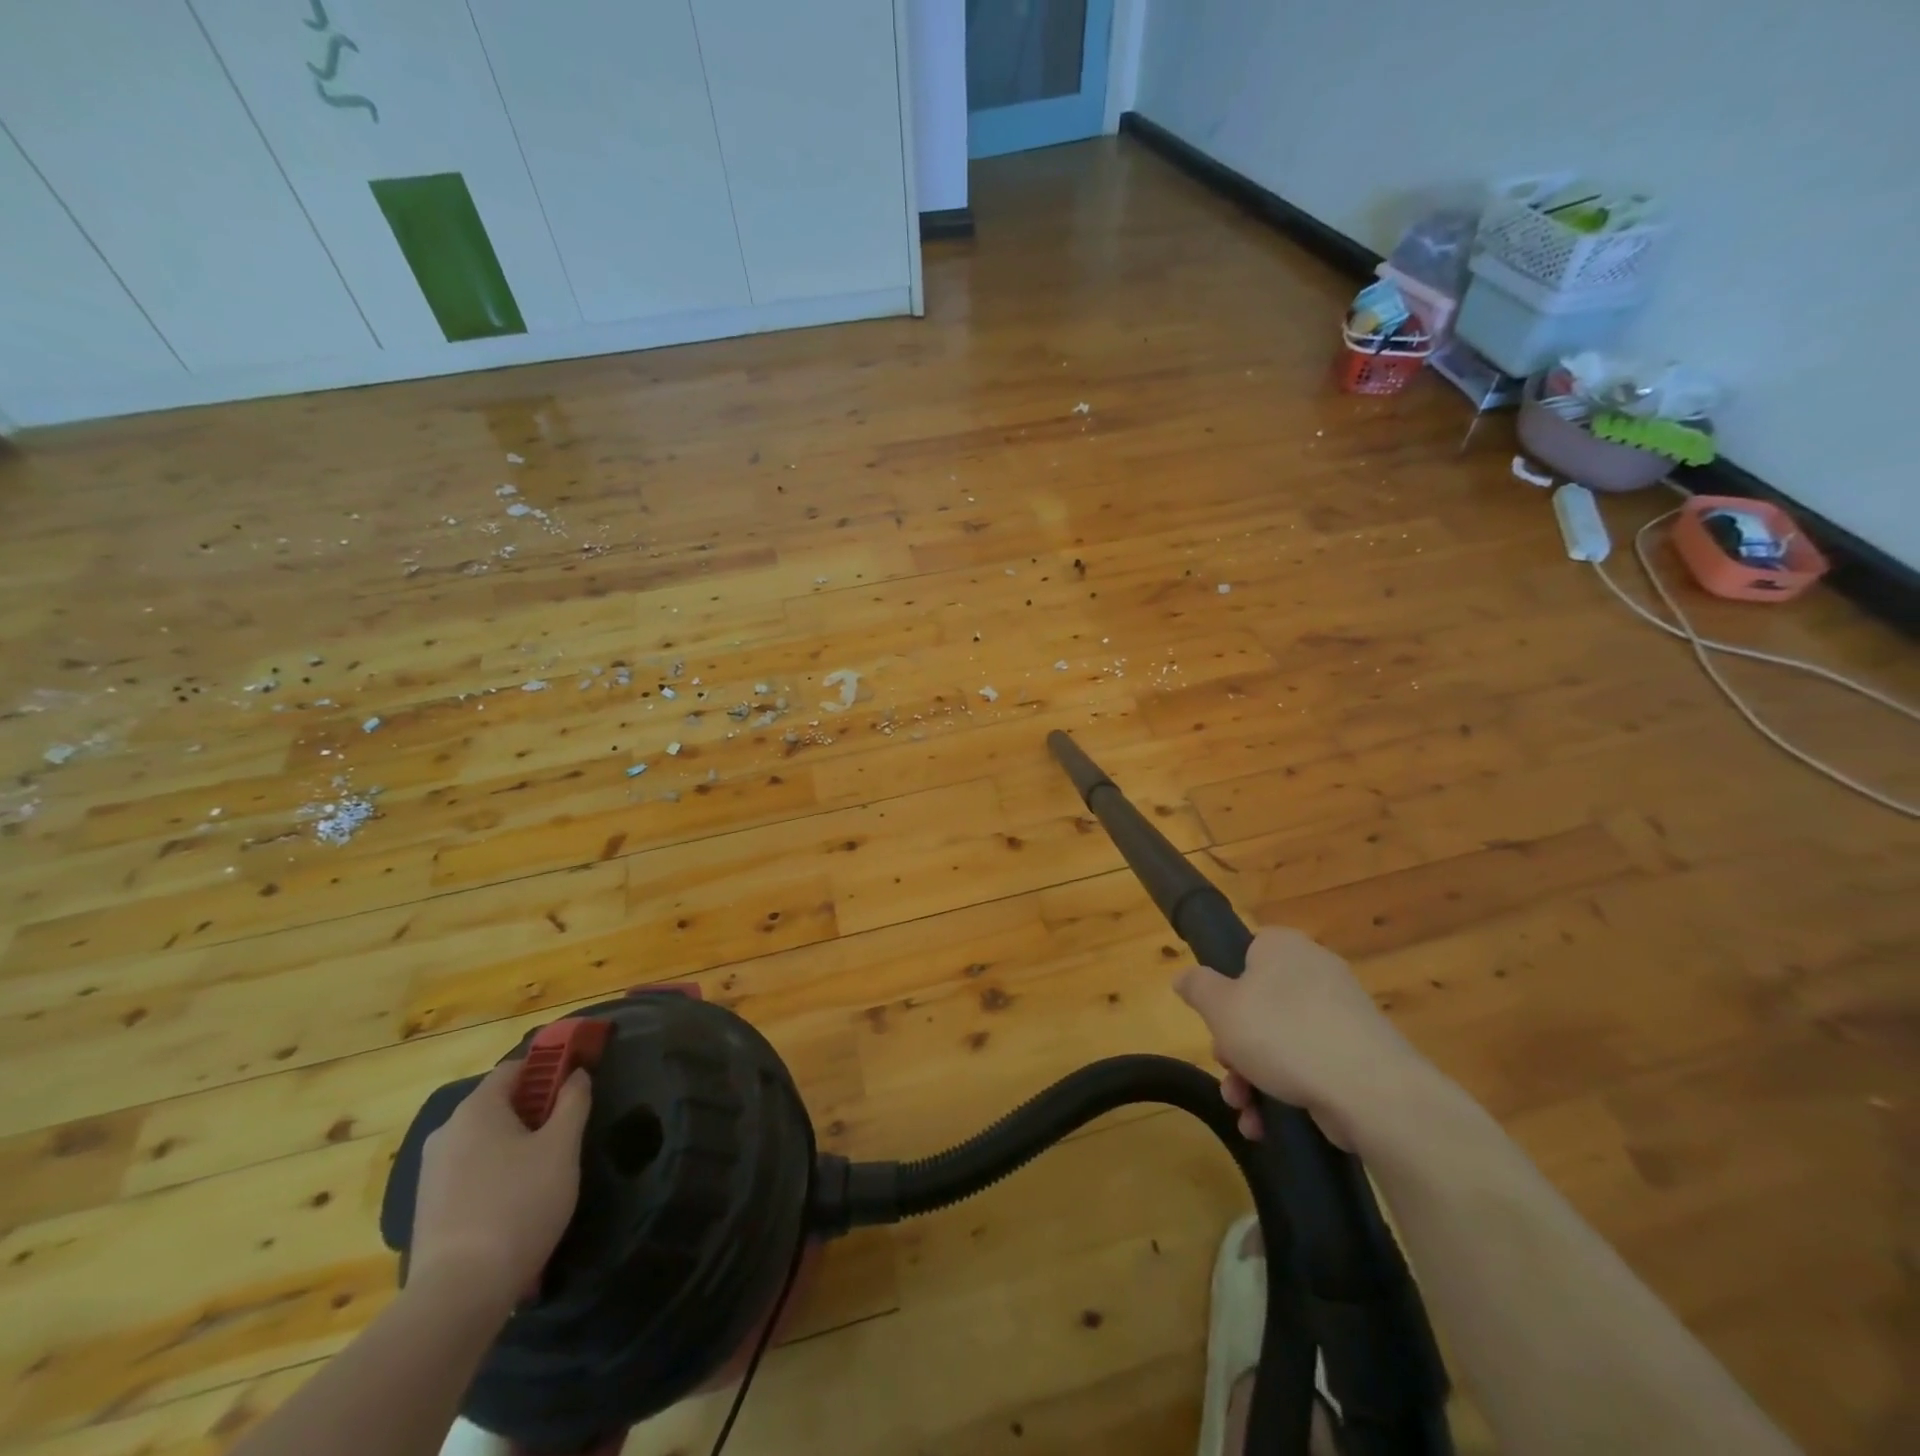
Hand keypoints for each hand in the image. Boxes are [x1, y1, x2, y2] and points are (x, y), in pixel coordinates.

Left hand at [409, 1060, 591, 1306]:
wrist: (458, 1295)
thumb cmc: (520, 1204)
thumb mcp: (562, 1147)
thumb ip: (573, 1102)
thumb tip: (576, 1075)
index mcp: (477, 1109)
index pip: (515, 1068)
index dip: (549, 1069)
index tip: (575, 1087)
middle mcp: (446, 1132)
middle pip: (498, 1104)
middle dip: (534, 1110)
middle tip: (566, 1133)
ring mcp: (430, 1173)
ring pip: (484, 1140)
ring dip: (515, 1144)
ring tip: (545, 1172)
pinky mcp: (427, 1209)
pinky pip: (470, 1172)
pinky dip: (495, 1174)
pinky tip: (516, 1204)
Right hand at [1175, 926, 1432, 1149]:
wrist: (1373, 1092)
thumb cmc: (1284, 1034)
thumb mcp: (1221, 1007)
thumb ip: (1197, 987)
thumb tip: (1184, 977)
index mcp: (1283, 947)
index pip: (1243, 953)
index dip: (1222, 987)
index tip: (1214, 1019)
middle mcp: (1314, 972)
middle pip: (1257, 1004)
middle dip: (1234, 1046)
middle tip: (1227, 1068)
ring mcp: (1341, 1014)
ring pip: (1280, 1041)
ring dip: (1252, 1078)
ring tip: (1244, 1110)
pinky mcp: (1359, 1054)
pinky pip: (1309, 1065)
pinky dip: (1285, 1091)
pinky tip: (1266, 1125)